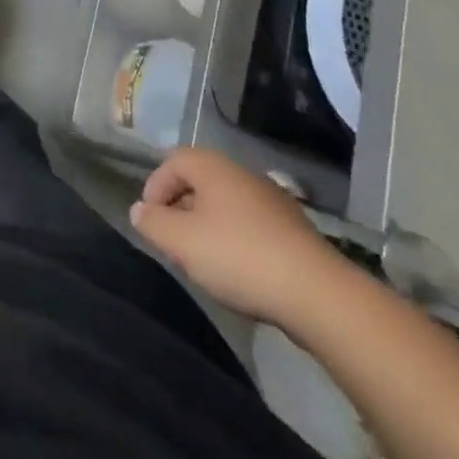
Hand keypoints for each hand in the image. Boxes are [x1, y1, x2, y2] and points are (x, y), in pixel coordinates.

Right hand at [130, 147, 346, 330]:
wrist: (319, 295)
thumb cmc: (239, 257)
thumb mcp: (180, 242)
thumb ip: (152, 222)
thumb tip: (140, 210)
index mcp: (213, 167)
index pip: (172, 162)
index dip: (155, 188)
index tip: (151, 221)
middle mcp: (242, 174)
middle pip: (200, 183)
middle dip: (180, 209)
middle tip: (173, 242)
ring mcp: (273, 202)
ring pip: (226, 206)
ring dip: (208, 227)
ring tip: (203, 261)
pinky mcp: (294, 232)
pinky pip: (251, 226)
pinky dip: (236, 242)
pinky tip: (238, 272)